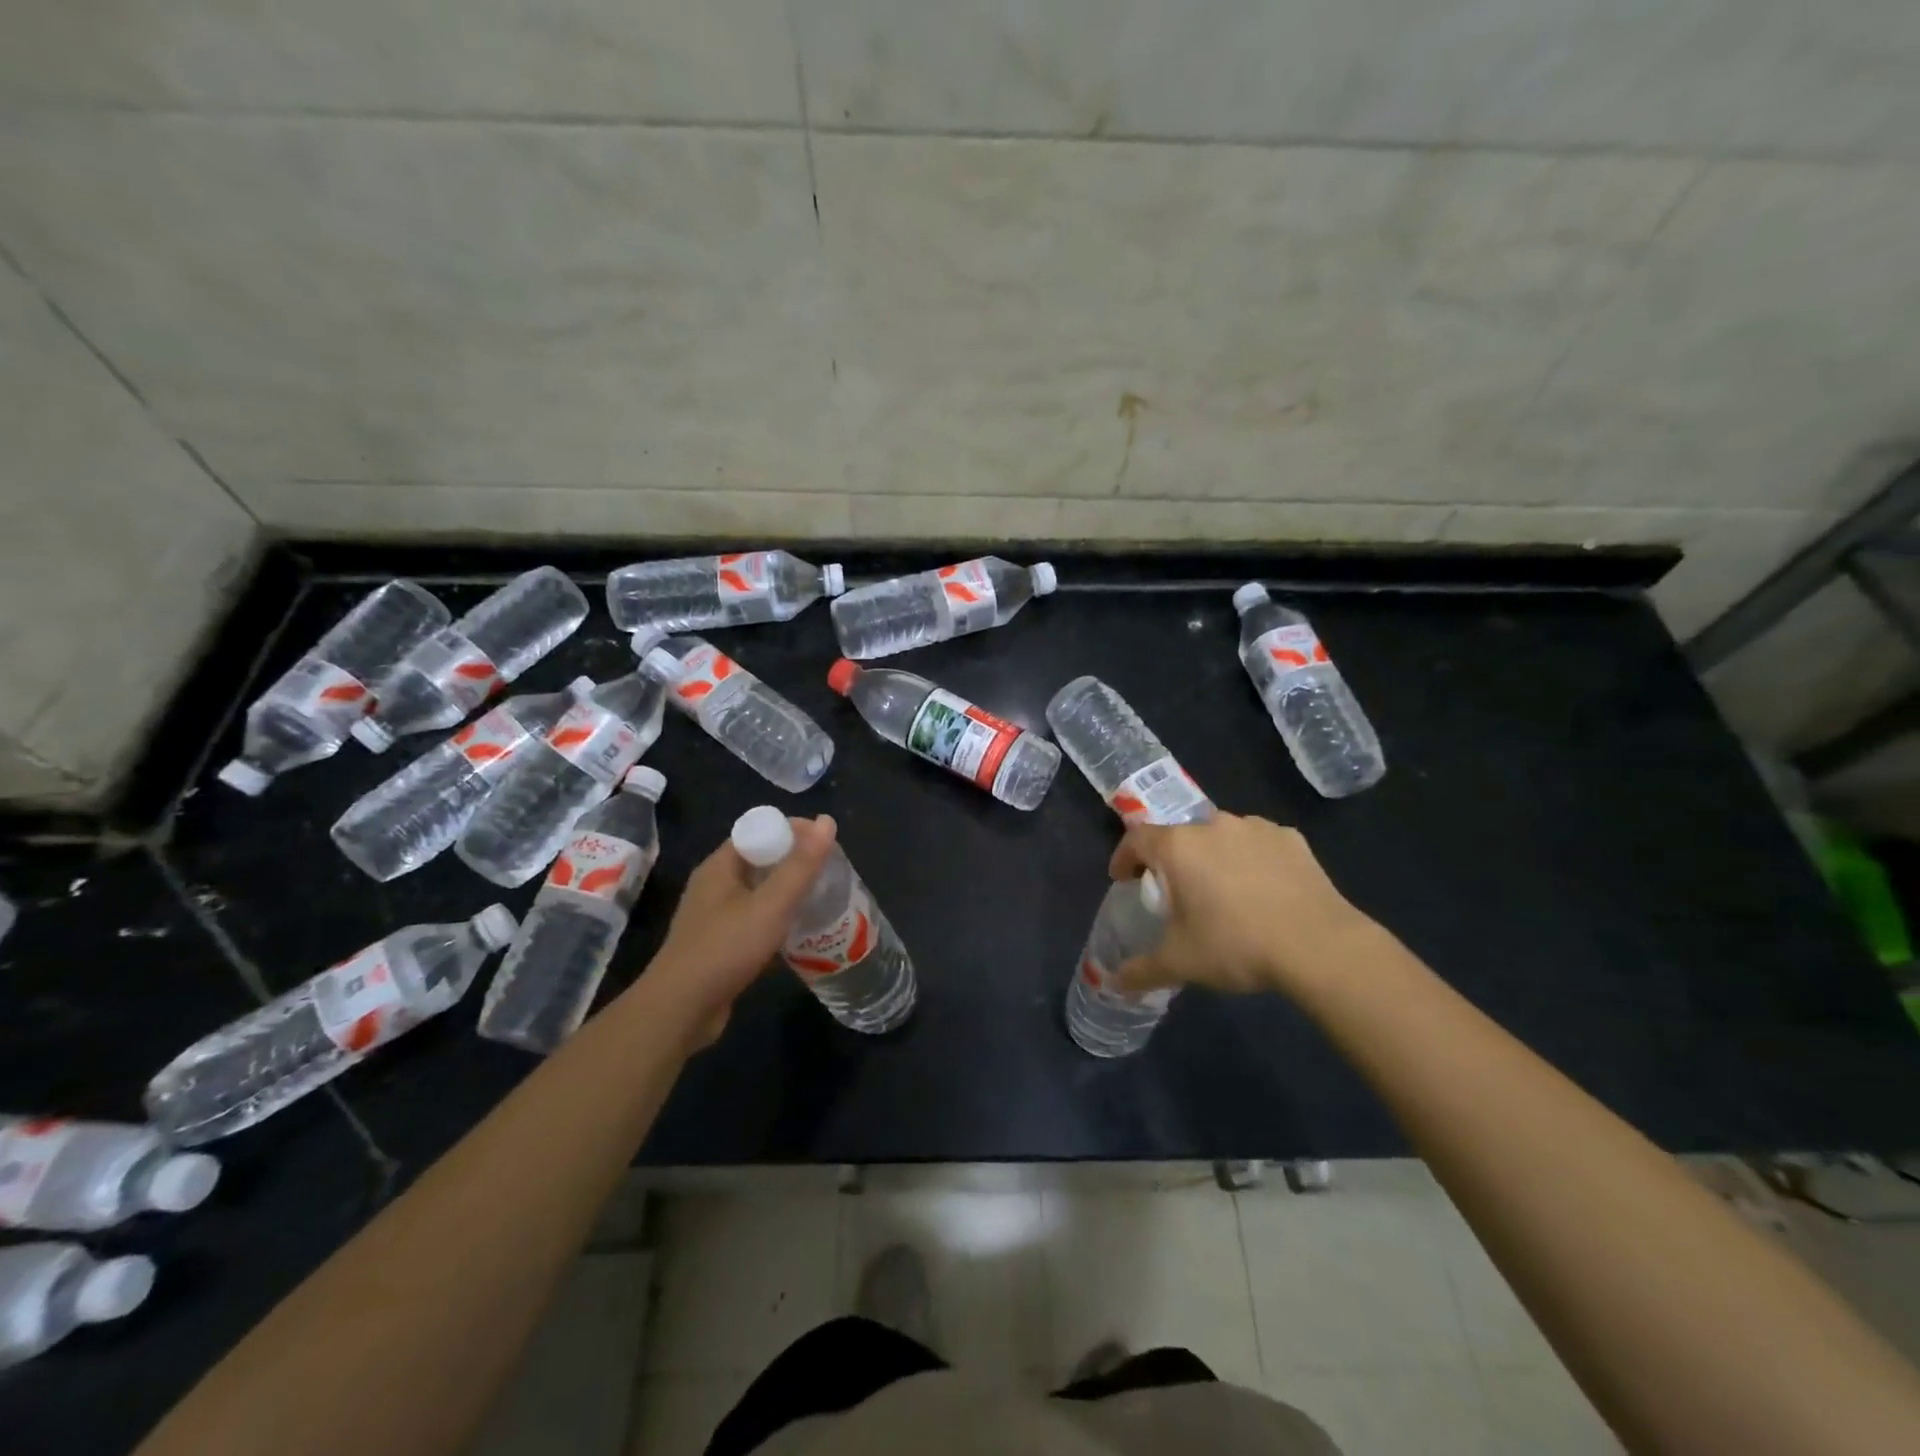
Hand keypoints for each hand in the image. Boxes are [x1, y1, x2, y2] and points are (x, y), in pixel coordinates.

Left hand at [643, 815, 837, 1047]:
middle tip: (831, 873)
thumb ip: (801, 866)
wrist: (680, 1012)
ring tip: (824, 901)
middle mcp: (715, 886)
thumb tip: (827, 820)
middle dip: (796, 863)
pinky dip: (778, 922)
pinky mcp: (720, 945)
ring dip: (789, 894)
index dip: (794, 832)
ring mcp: (715, 917)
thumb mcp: (771, 905)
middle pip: (762, 861)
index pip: (760, 830)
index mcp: (721, 866)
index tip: (826, 844)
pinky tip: (802, 934)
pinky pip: (755, 921)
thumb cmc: (725, 949)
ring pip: (760, 893)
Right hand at [1109, 813, 1375, 998]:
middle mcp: (1212, 825)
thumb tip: (1113, 984)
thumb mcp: (1181, 962)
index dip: (1124, 857)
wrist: (1320, 945)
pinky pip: (1258, 844)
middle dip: (1172, 860)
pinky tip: (1262, 889)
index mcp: (1178, 846)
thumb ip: (1142, 969)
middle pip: (1180, 835)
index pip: (1136, 839)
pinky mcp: (1291, 838)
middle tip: (1176, 892)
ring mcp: (1255, 828)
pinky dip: (1251, 859)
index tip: (1124, 879)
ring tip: (1222, 890)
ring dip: (1213, 856)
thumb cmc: (1236, 944)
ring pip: (1221, 836)